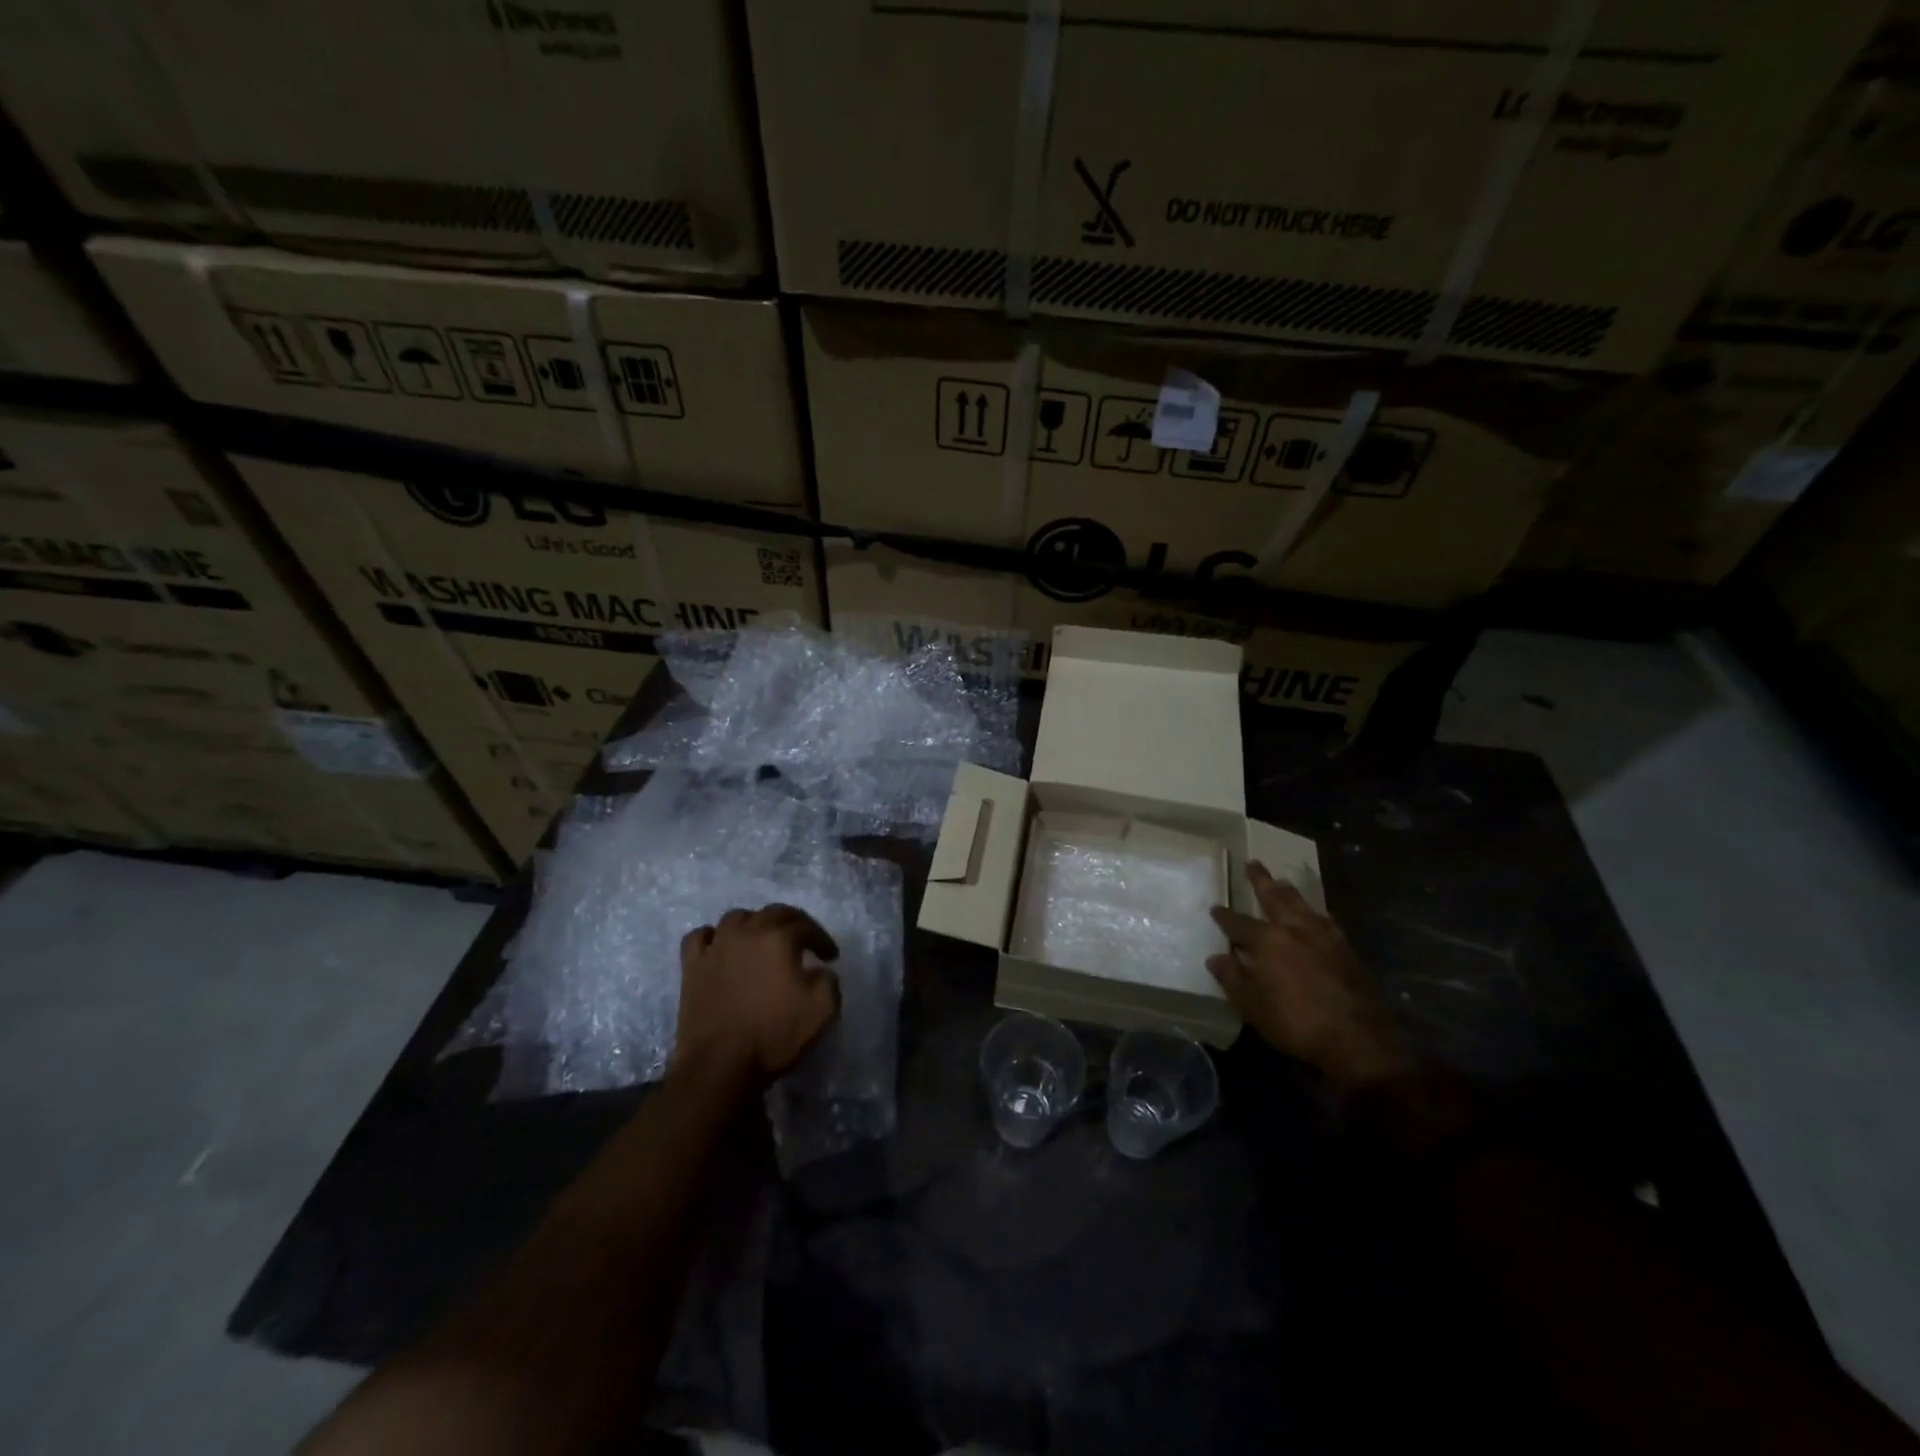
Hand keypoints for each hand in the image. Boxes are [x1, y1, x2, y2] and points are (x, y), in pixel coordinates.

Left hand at [674, 904, 840, 1086]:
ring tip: (763, 942)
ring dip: (755, 924)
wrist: (720, 1066)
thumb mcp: (823, 1009)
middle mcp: (746, 932)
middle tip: (804, 941)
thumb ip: (829, 980)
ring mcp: (715, 947)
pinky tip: (721, 948)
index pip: (807, 926)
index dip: (822, 939)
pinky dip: (714, 937)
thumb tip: (820, 971)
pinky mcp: (692, 967)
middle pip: (773, 913)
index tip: (831, 957)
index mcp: (778, 938)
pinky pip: (700, 937)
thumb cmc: (774, 1035)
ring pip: (736, 918)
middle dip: (794, 923)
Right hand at [1208, 862, 1409, 1091]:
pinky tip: (1318, 916)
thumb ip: (1233, 978)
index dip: (1225, 916)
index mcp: (1267, 940)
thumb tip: (1216, 958)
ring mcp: (1325, 937)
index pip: (1239, 923)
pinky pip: (1326, 921)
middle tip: (1253, 863)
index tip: (1215, 908)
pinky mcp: (1347, 950)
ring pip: (1303, 905)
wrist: (1356, 1039)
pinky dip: (1316, 914)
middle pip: (1275, 898)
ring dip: (1290, 892)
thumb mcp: (1252, 1005)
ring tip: (1283, 882)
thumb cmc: (1295, 1022)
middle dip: (1261, 881)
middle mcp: (1295, 929)